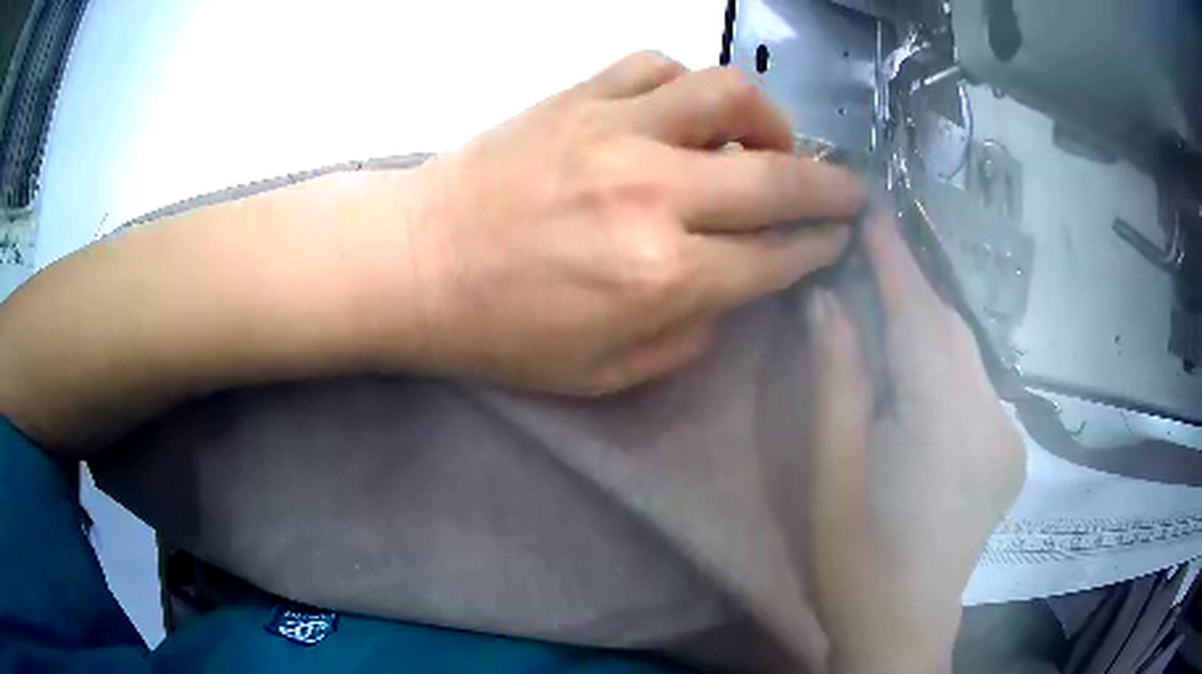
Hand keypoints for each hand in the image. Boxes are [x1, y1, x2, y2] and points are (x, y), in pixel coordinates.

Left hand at [364, 52, 863, 394]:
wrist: (415, 263)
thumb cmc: (501, 331)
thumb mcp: (602, 374)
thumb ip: (688, 337)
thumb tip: (736, 289)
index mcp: (662, 278)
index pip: (775, 258)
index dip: (818, 250)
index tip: (839, 242)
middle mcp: (654, 195)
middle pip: (778, 179)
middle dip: (832, 189)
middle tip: (851, 192)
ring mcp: (615, 132)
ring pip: (727, 94)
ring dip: (769, 117)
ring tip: (771, 141)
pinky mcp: (578, 97)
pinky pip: (657, 65)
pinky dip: (689, 84)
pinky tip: (688, 110)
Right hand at [803, 214, 1025, 672]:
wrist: (904, 628)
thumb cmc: (857, 560)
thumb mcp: (833, 473)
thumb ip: (837, 380)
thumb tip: (827, 301)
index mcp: (943, 422)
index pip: (919, 315)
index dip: (895, 257)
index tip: (871, 207)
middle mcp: (990, 417)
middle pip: (950, 331)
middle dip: (910, 291)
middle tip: (868, 259)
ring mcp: (1008, 436)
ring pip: (967, 355)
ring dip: (927, 328)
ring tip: (888, 313)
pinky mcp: (1010, 453)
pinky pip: (978, 386)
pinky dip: (947, 365)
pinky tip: (922, 379)